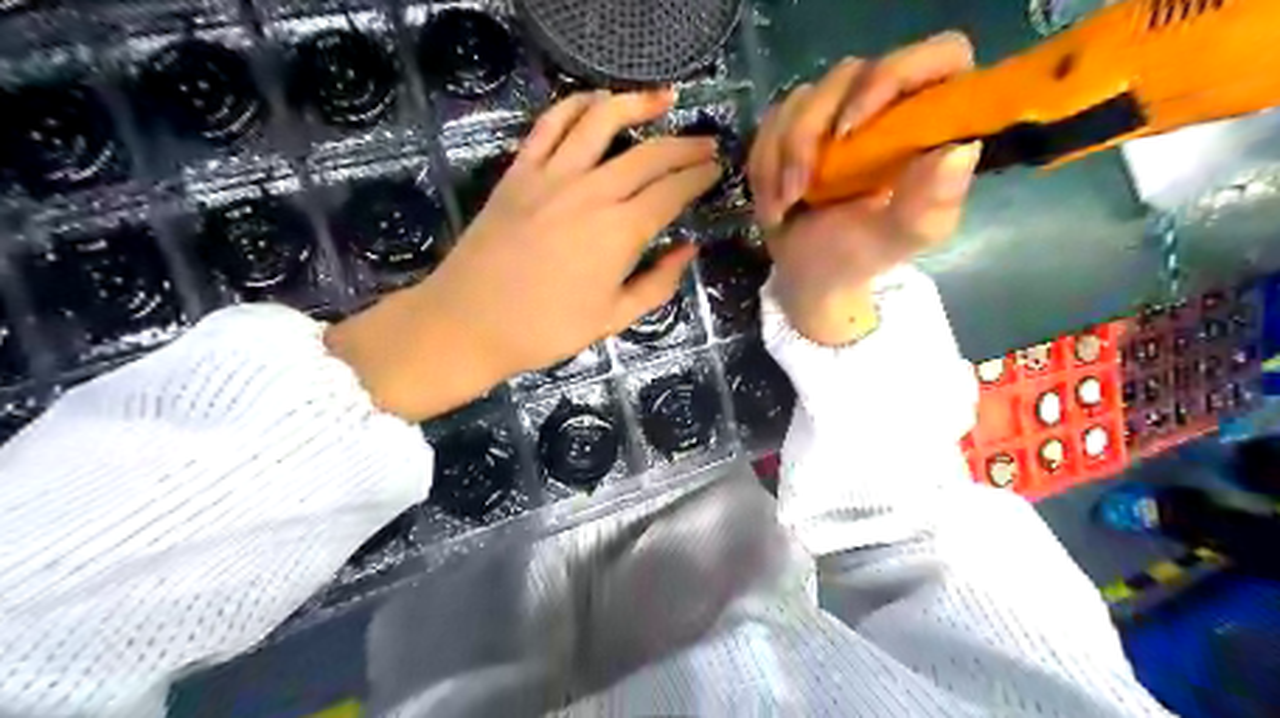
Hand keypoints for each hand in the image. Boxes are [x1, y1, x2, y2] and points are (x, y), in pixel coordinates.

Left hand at [325, 88, 717, 421]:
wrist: (469, 322)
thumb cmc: (546, 329)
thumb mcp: (613, 318)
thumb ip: (657, 283)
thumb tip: (688, 249)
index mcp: (620, 233)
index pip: (672, 191)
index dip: (699, 177)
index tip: (716, 169)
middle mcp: (592, 192)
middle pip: (650, 154)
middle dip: (686, 145)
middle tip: (707, 143)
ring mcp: (552, 176)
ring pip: (603, 122)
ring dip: (638, 104)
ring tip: (664, 99)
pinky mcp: (520, 171)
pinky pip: (551, 124)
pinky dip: (577, 105)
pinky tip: (597, 101)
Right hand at [746, 32, 982, 345]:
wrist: (811, 274)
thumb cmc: (862, 255)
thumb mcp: (902, 237)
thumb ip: (931, 201)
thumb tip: (958, 151)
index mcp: (930, 123)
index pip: (939, 57)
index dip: (896, 75)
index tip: (852, 127)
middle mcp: (886, 105)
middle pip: (850, 74)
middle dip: (810, 133)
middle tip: (800, 188)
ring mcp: (838, 111)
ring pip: (802, 99)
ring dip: (781, 157)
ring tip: (785, 206)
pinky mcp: (797, 125)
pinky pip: (772, 123)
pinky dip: (765, 166)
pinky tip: (775, 203)